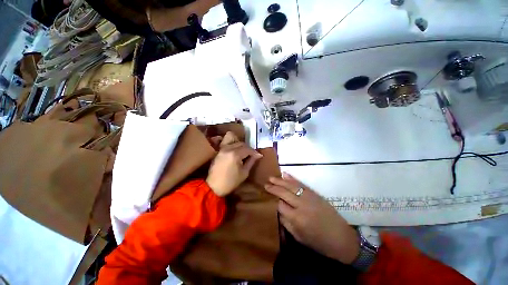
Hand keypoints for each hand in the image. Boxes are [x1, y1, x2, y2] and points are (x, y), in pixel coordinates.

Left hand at [206, 132, 262, 196]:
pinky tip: (237, 153)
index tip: (259, 156)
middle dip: (248, 148)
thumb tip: (258, 155)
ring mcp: (222, 149)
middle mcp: (228, 148)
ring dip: (241, 146)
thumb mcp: (244, 173)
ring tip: (244, 153)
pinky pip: (228, 144)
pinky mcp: (219, 151)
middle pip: (241, 143)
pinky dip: (234, 146)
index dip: (254, 152)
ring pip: (234, 142)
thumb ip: (251, 161)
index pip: (248, 149)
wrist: (214, 187)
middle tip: (252, 155)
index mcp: (235, 154)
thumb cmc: (231, 182)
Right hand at [265, 173, 359, 263]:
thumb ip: (286, 222)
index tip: (268, 198)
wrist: (341, 238)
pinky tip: (285, 174)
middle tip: (265, 184)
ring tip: (271, 177)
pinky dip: (292, 178)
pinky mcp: (314, 193)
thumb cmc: (319, 242)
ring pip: (291, 186)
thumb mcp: (299, 237)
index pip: (280, 205)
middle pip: (283, 193)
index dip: (273, 201)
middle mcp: (301, 205)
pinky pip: (301, 184)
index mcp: (297, 219)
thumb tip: (278, 209)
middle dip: (273, 188)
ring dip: (280, 181)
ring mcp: (308, 197)